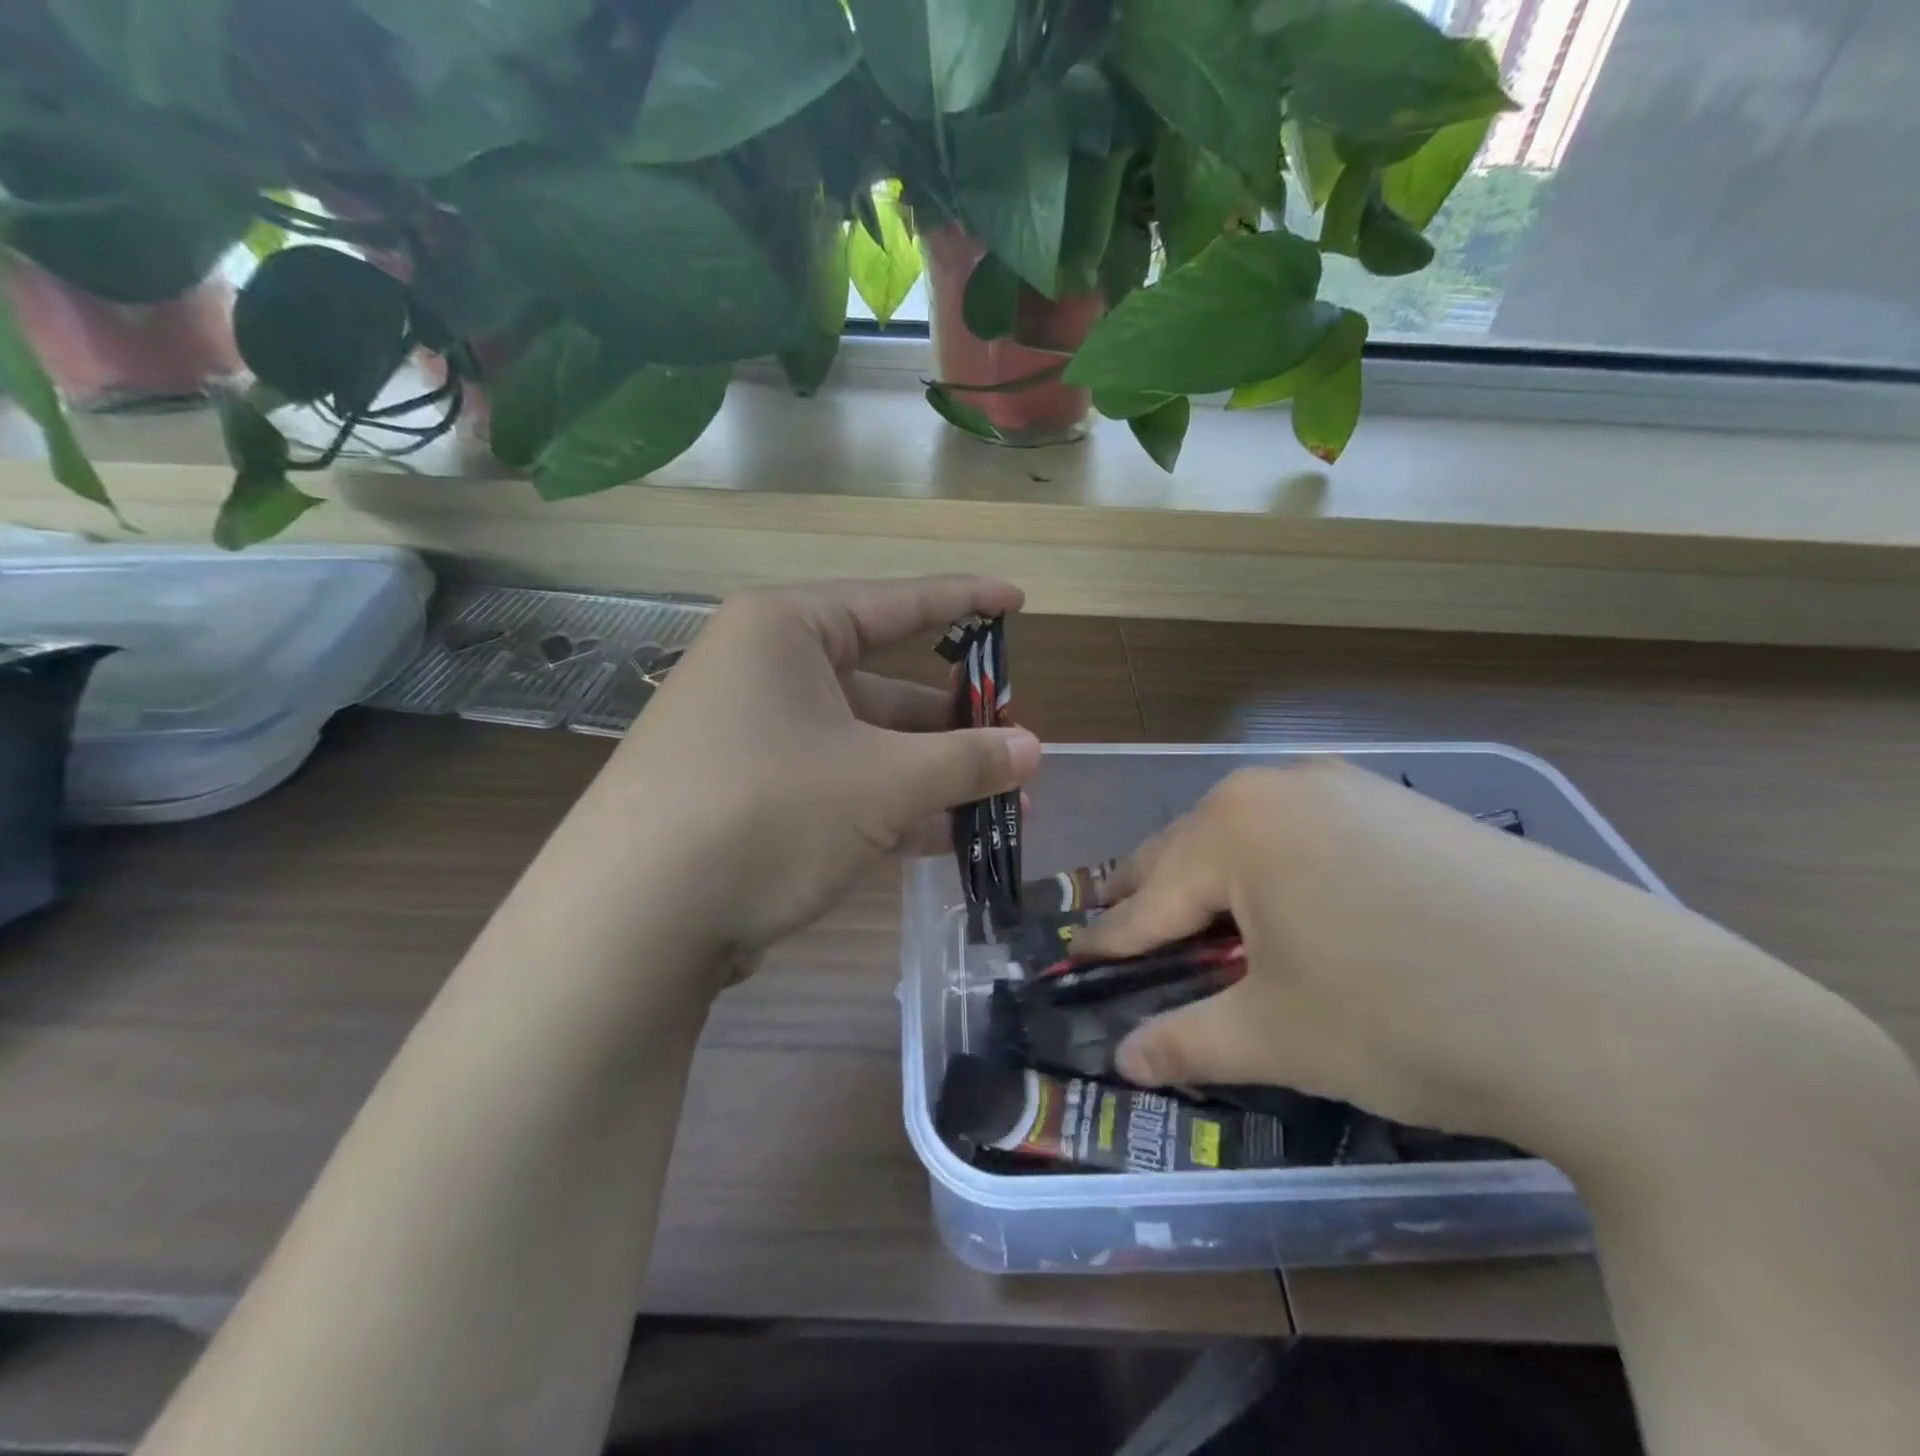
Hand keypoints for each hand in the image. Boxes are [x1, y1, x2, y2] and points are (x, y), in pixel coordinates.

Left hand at [564, 577, 1040, 973]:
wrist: (631, 924)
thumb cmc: (766, 812)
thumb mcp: (882, 783)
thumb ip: (965, 761)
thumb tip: (1035, 750)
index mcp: (785, 631)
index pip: (895, 603)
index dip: (963, 601)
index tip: (1017, 599)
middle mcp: (764, 672)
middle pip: (882, 684)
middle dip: (955, 721)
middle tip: (1017, 743)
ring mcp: (753, 739)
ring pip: (864, 744)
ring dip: (931, 775)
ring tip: (1004, 804)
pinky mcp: (748, 798)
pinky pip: (837, 786)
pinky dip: (890, 807)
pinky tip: (948, 838)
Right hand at [1072, 760, 1798, 1159]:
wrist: (1624, 1013)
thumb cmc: (1408, 1018)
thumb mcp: (1281, 1037)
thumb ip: (1188, 1040)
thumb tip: (1125, 1060)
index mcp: (1235, 828)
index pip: (1148, 897)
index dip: (1109, 938)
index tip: (1074, 958)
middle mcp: (1282, 786)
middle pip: (1190, 851)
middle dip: (1153, 901)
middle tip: (1125, 939)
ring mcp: (1349, 787)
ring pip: (1249, 838)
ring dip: (1217, 884)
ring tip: (1207, 931)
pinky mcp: (1403, 806)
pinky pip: (1307, 835)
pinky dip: (1279, 873)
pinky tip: (1299, 913)